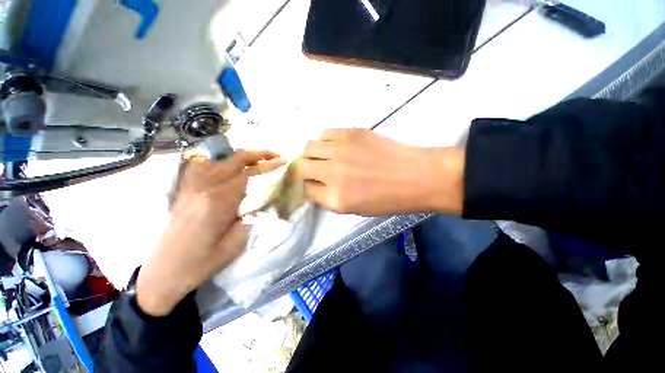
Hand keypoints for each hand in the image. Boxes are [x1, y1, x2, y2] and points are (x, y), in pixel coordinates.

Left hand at [136, 150, 284, 316]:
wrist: (165, 271)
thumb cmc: (202, 262)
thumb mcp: (236, 244)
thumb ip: (251, 217)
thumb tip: (261, 201)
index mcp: (218, 201)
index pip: (248, 173)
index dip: (267, 164)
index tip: (283, 160)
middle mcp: (204, 188)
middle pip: (234, 159)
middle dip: (258, 154)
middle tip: (275, 155)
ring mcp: (192, 187)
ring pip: (220, 160)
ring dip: (242, 156)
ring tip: (258, 159)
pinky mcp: (187, 191)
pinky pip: (207, 167)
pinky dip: (224, 162)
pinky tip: (232, 167)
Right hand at [301, 128, 464, 215]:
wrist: (416, 176)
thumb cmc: (388, 199)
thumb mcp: (355, 209)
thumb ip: (330, 197)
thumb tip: (316, 184)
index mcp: (335, 198)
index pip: (306, 189)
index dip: (310, 187)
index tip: (315, 184)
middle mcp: (332, 173)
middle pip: (303, 167)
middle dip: (306, 170)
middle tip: (316, 169)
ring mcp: (340, 150)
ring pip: (309, 147)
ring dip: (312, 154)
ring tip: (324, 156)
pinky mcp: (351, 133)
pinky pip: (324, 133)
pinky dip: (324, 140)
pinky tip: (335, 145)